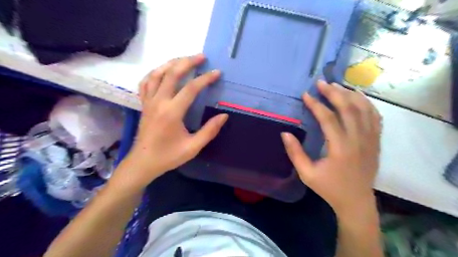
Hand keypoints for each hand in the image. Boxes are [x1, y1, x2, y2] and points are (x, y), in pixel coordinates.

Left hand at [119, 55, 228, 187]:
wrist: (143, 162)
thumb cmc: (168, 156)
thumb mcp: (193, 147)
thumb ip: (209, 131)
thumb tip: (224, 116)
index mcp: (172, 112)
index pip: (190, 89)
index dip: (205, 79)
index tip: (217, 73)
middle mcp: (159, 102)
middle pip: (172, 74)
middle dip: (188, 62)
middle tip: (202, 57)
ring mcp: (149, 101)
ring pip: (157, 74)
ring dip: (171, 63)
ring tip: (184, 60)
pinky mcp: (144, 104)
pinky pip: (146, 82)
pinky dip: (155, 73)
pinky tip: (163, 71)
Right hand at [281, 81, 381, 217]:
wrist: (356, 201)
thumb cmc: (329, 188)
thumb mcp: (306, 174)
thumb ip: (295, 153)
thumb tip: (285, 133)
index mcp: (340, 149)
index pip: (329, 119)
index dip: (316, 105)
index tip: (306, 95)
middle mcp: (359, 140)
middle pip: (348, 108)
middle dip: (334, 92)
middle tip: (321, 82)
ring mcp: (371, 140)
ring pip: (364, 109)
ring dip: (350, 94)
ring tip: (337, 86)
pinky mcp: (376, 141)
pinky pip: (375, 117)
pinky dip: (366, 103)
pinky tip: (357, 97)